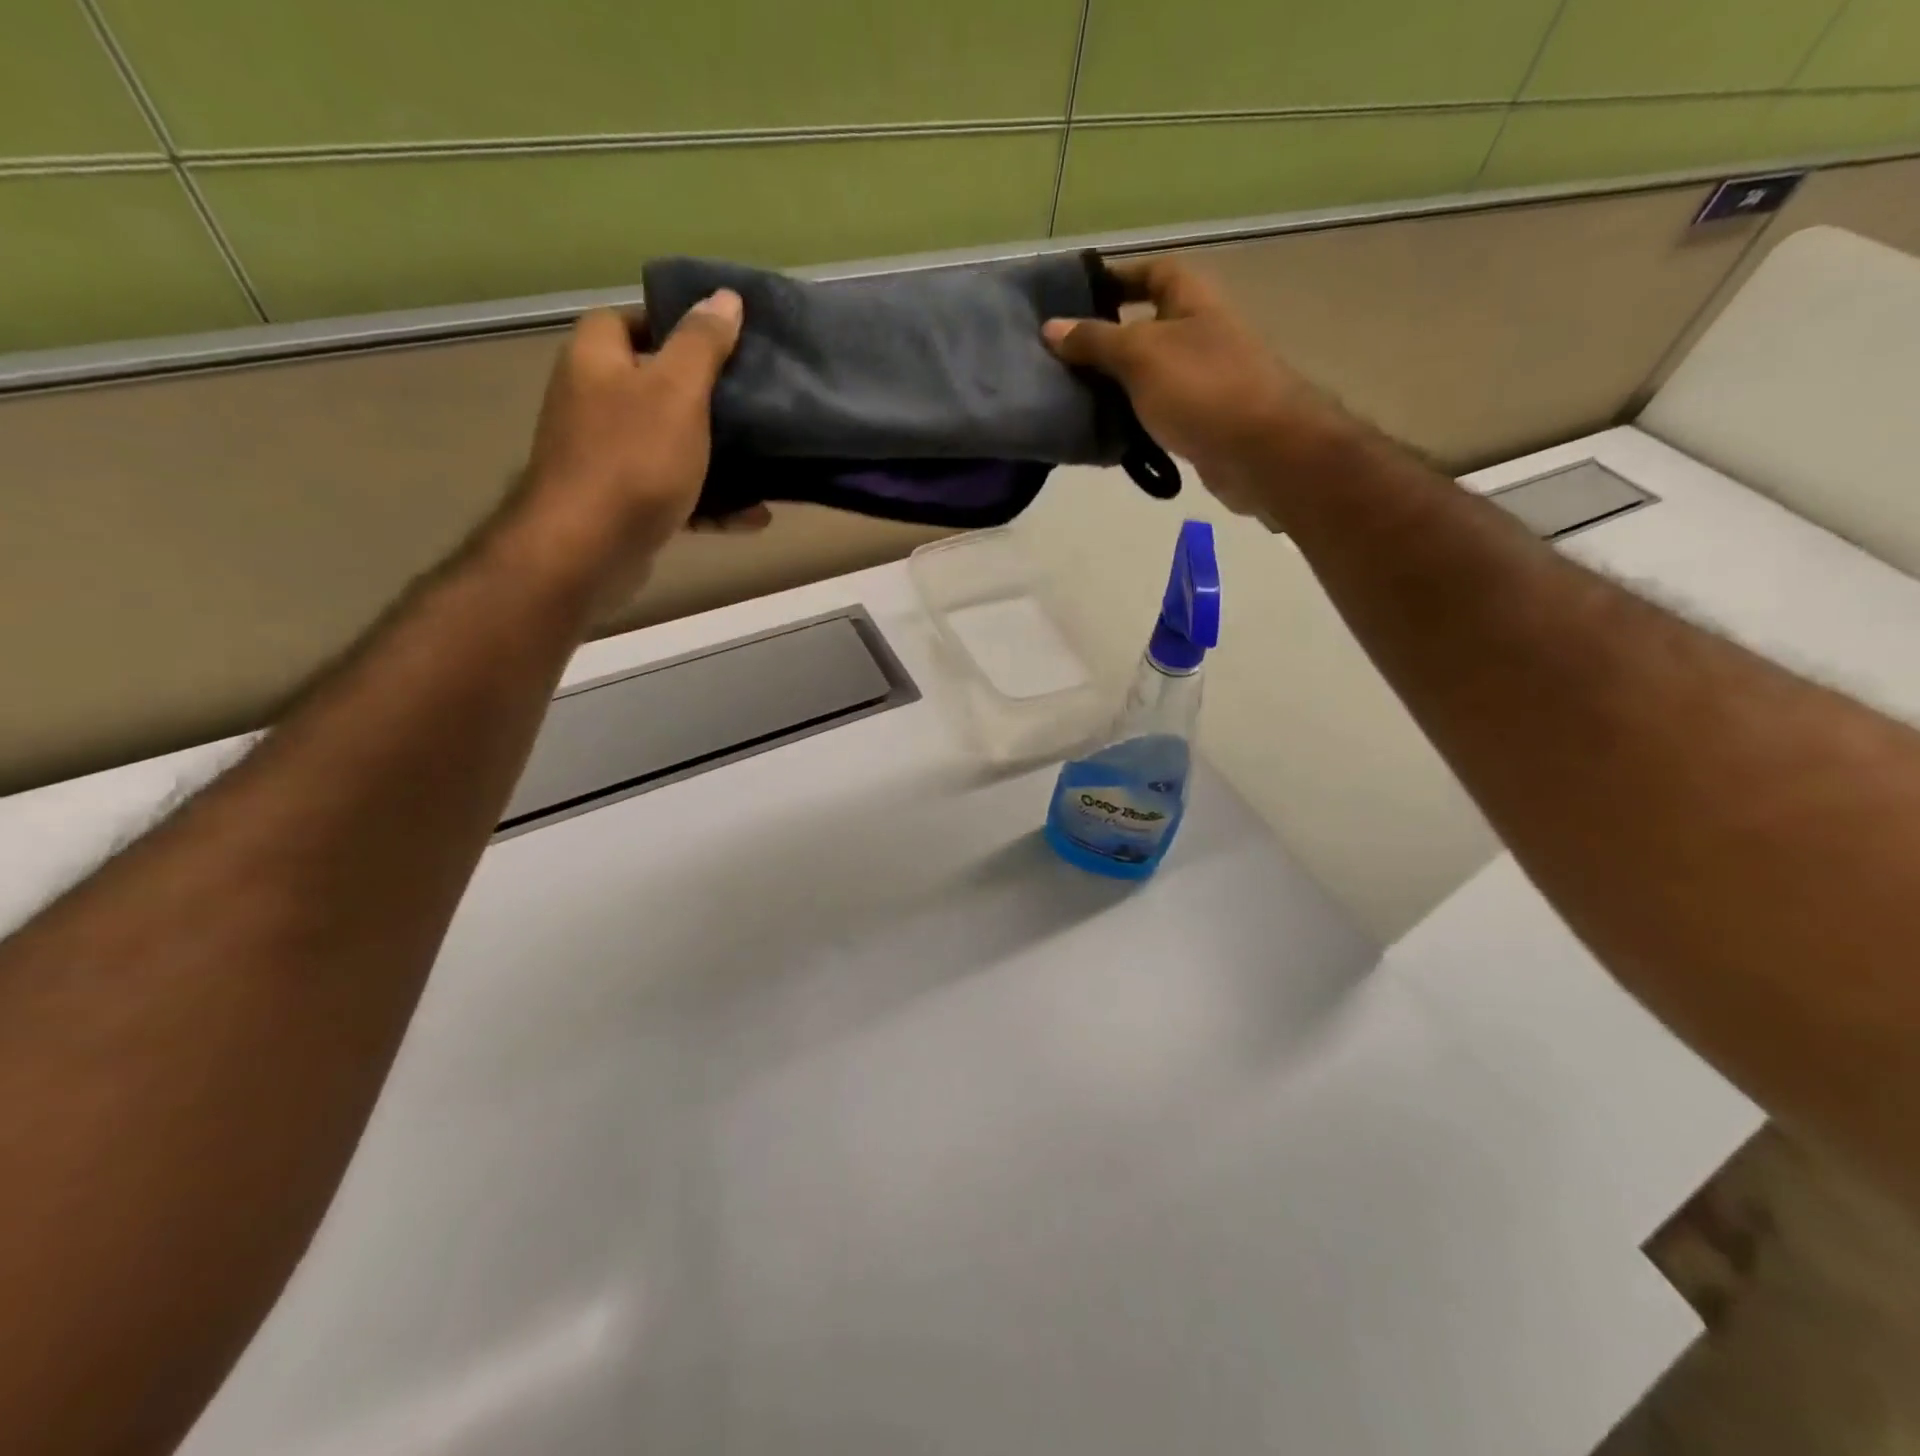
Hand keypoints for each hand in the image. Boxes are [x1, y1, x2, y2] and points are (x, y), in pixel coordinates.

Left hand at [512, 293, 767, 603]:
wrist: (588, 548)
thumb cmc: (633, 459)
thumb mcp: (677, 392)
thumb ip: (702, 344)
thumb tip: (725, 297)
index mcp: (596, 361)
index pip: (628, 321)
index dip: (673, 325)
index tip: (722, 343)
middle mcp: (593, 402)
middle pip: (654, 386)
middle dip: (704, 397)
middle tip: (751, 403)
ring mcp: (606, 458)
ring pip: (670, 445)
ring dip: (715, 457)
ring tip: (762, 464)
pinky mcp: (623, 505)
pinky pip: (675, 495)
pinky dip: (710, 504)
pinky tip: (751, 516)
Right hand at [1043, 260, 1348, 523]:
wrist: (1261, 452)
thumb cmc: (1202, 388)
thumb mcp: (1140, 355)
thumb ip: (1095, 341)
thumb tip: (1051, 328)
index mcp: (1192, 302)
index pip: (1154, 272)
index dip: (1119, 278)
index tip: (1077, 297)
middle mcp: (1201, 335)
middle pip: (1148, 327)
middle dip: (1107, 340)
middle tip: (1062, 358)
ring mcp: (1203, 382)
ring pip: (1149, 376)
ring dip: (1116, 386)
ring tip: (1072, 398)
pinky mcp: (1200, 424)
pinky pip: (1157, 414)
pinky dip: (1132, 421)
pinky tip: (1103, 434)